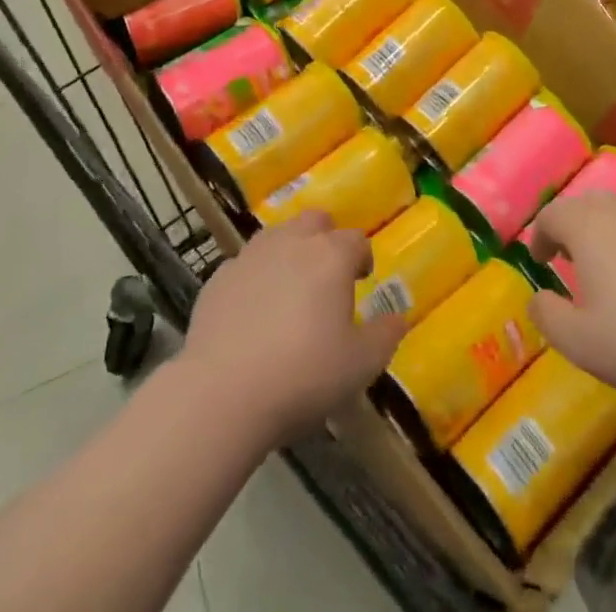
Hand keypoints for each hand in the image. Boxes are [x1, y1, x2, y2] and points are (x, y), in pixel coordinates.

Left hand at [179, 212, 406, 443]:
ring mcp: (251, 256)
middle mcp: (292, 242)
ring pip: (277, 235)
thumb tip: (397, 318)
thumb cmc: (303, 375)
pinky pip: (244, 265)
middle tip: (327, 276)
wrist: (222, 393)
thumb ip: (385, 336)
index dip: (362, 258)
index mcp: (331, 256)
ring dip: (289, 252)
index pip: (356, 240)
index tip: (362, 280)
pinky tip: (252, 313)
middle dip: (325, 239)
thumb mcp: (360, 366)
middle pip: (315, 221)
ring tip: (290, 290)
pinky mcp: (218, 277)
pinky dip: (254, 278)